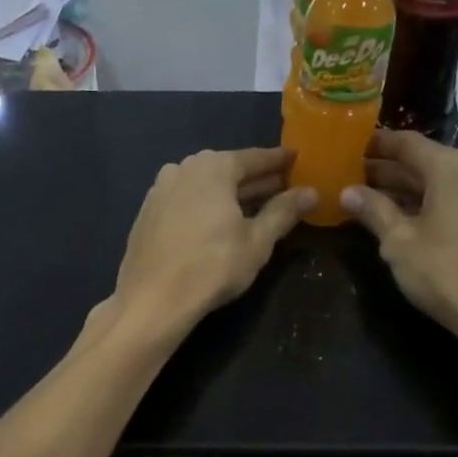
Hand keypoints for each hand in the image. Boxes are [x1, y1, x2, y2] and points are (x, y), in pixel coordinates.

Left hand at [107, 147, 314, 338]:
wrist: (153, 299)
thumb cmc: (213, 266)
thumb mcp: (257, 241)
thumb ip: (283, 212)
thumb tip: (310, 192)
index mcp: (213, 167)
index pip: (254, 158)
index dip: (278, 161)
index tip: (296, 159)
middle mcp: (183, 168)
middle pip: (226, 169)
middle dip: (254, 179)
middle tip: (280, 186)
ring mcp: (159, 190)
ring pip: (202, 185)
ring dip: (227, 193)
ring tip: (249, 206)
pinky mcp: (146, 213)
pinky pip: (184, 200)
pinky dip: (203, 205)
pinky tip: (214, 222)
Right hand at [341, 130, 457, 369]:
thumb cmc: (444, 272)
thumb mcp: (398, 241)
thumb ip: (373, 210)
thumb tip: (347, 192)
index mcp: (451, 167)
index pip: (406, 143)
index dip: (376, 143)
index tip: (349, 146)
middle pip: (423, 162)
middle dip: (387, 169)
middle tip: (350, 175)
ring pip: (439, 183)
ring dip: (405, 189)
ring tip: (368, 197)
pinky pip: (454, 199)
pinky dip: (426, 203)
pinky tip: (402, 217)